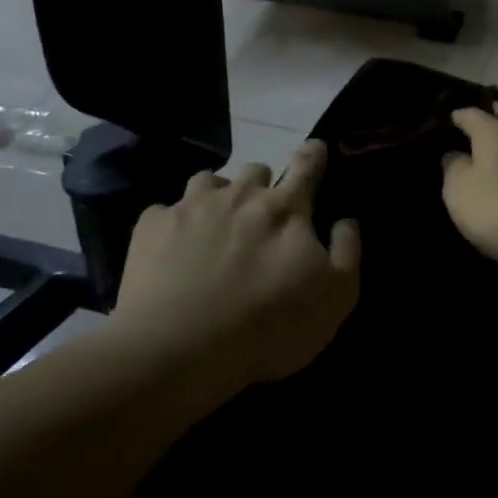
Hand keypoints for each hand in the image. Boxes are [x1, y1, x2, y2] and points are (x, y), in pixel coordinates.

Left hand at [115, 141, 360, 388]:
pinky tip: (174, 248)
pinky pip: (165, 210)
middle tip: (261, 213)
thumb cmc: (270, 326)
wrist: (181, 349)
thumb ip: (346, 252)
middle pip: (256, 170)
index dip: (312, 155)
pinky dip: (174, 222)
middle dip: (263, 184)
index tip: (313, 149)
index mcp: (286, 210)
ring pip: (209, 180)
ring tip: (216, 221)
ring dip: (218, 194)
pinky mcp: (151, 227)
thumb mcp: (335, 299)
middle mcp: (239, 196)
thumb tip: (345, 220)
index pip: (305, 167)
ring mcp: (190, 207)